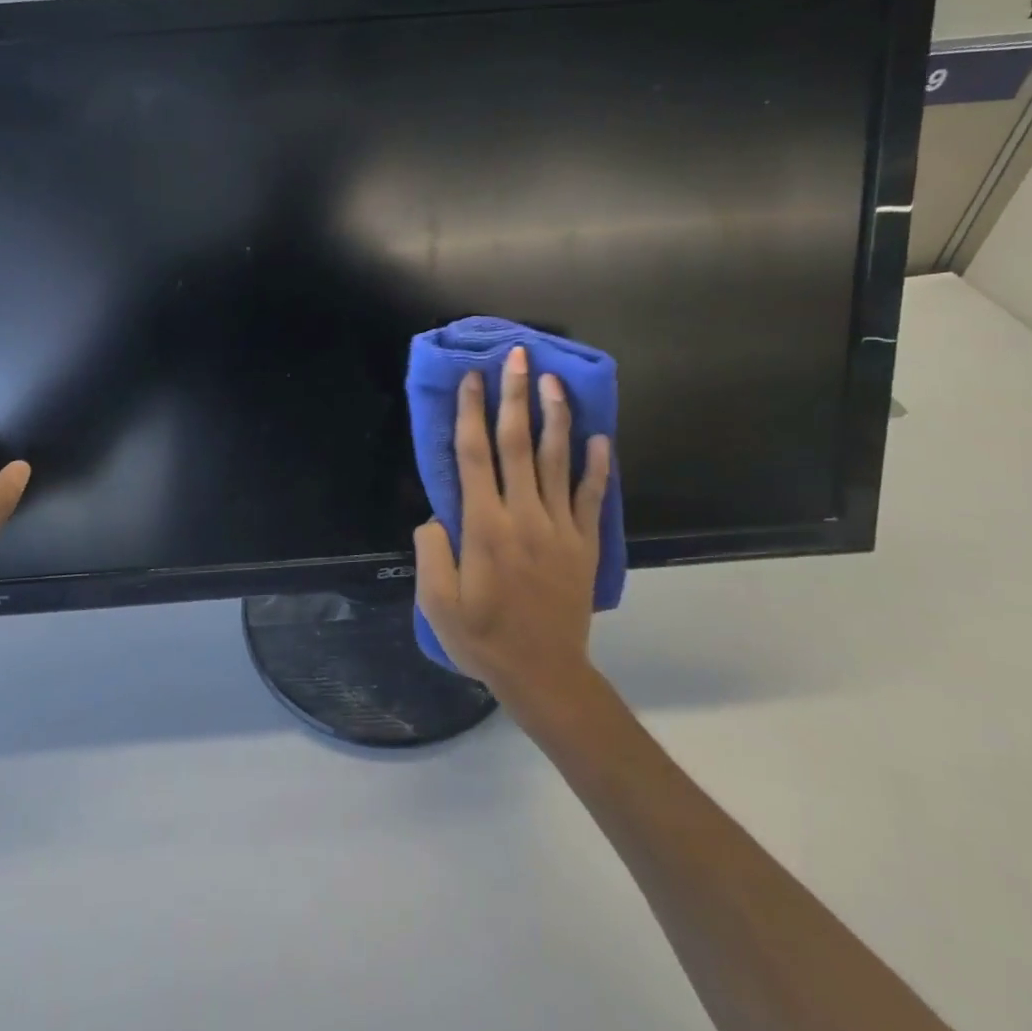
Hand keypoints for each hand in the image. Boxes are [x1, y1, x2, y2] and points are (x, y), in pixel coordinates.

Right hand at [413, 346, 610, 709]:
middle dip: (515, 396)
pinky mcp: (585, 544)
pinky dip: (598, 466)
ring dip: (556, 417)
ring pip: (559, 460)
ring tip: (554, 381)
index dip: (472, 412)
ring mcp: (560, 527)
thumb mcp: (437, 603)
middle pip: (518, 444)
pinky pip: (593, 497)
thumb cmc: (483, 637)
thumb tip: (434, 517)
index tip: (473, 378)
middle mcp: (523, 515)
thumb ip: (431, 552)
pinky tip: (600, 438)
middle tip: (518, 356)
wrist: (544, 673)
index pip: (475, 455)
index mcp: (484, 525)